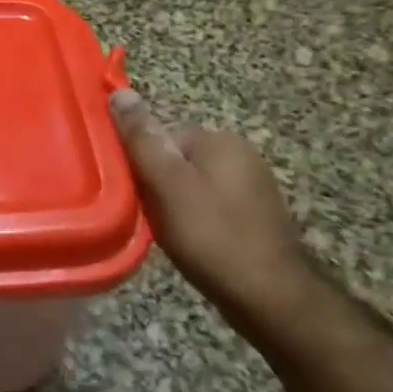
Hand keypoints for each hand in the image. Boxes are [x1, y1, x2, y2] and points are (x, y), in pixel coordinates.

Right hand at [109, 90, 320, 326]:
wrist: (272, 299)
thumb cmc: (212, 236)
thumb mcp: (166, 184)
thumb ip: (142, 139)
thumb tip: (120, 92)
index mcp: (220, 140)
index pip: (160, 134)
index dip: (139, 162)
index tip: (130, 190)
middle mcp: (240, 154)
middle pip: (174, 158)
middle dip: (155, 183)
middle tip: (145, 214)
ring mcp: (251, 185)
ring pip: (189, 183)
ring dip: (171, 203)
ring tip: (165, 231)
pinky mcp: (254, 215)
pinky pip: (208, 205)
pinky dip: (192, 219)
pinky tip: (188, 242)